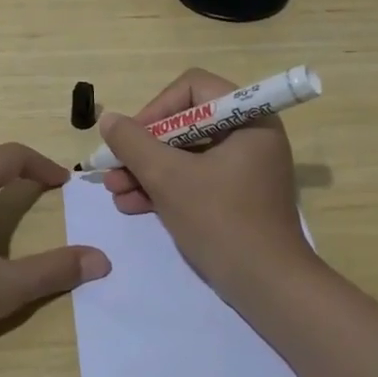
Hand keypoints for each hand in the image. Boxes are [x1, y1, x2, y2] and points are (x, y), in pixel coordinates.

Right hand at [97, 69, 315, 297]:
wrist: (268, 288)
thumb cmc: (221, 221)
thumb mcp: (168, 178)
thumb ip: (134, 143)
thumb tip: (109, 119)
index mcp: (248, 118)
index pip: (193, 88)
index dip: (156, 108)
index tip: (131, 138)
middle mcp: (250, 135)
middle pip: (185, 122)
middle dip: (144, 147)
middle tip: (113, 167)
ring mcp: (244, 167)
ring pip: (185, 154)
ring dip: (147, 170)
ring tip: (115, 191)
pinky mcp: (236, 196)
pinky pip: (195, 178)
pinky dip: (165, 188)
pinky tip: (133, 205)